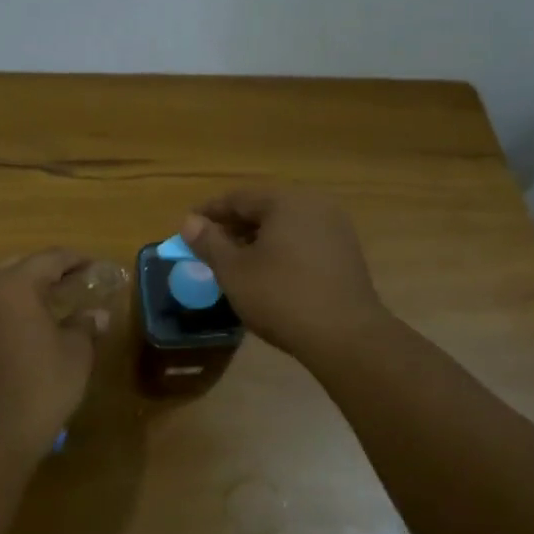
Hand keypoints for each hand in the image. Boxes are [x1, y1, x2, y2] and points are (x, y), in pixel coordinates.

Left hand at [0, 248, 107, 452]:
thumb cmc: (40, 387)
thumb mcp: (75, 354)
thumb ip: (85, 325)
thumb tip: (98, 314)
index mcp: (13, 286)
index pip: (48, 259)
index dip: (74, 260)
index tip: (93, 265)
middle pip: (15, 268)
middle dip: (42, 271)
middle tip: (69, 282)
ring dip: (18, 293)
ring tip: (45, 307)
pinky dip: (1, 315)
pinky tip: (19, 333)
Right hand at [182, 187, 388, 359]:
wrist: (346, 336)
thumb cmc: (281, 297)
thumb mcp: (234, 271)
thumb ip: (209, 242)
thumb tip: (190, 221)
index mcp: (286, 201)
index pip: (238, 198)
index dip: (209, 212)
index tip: (187, 228)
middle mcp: (315, 205)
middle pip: (264, 209)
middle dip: (233, 226)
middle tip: (208, 246)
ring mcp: (336, 228)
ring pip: (285, 226)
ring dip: (257, 240)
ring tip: (234, 262)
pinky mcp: (346, 253)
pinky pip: (304, 241)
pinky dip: (281, 250)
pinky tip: (268, 273)